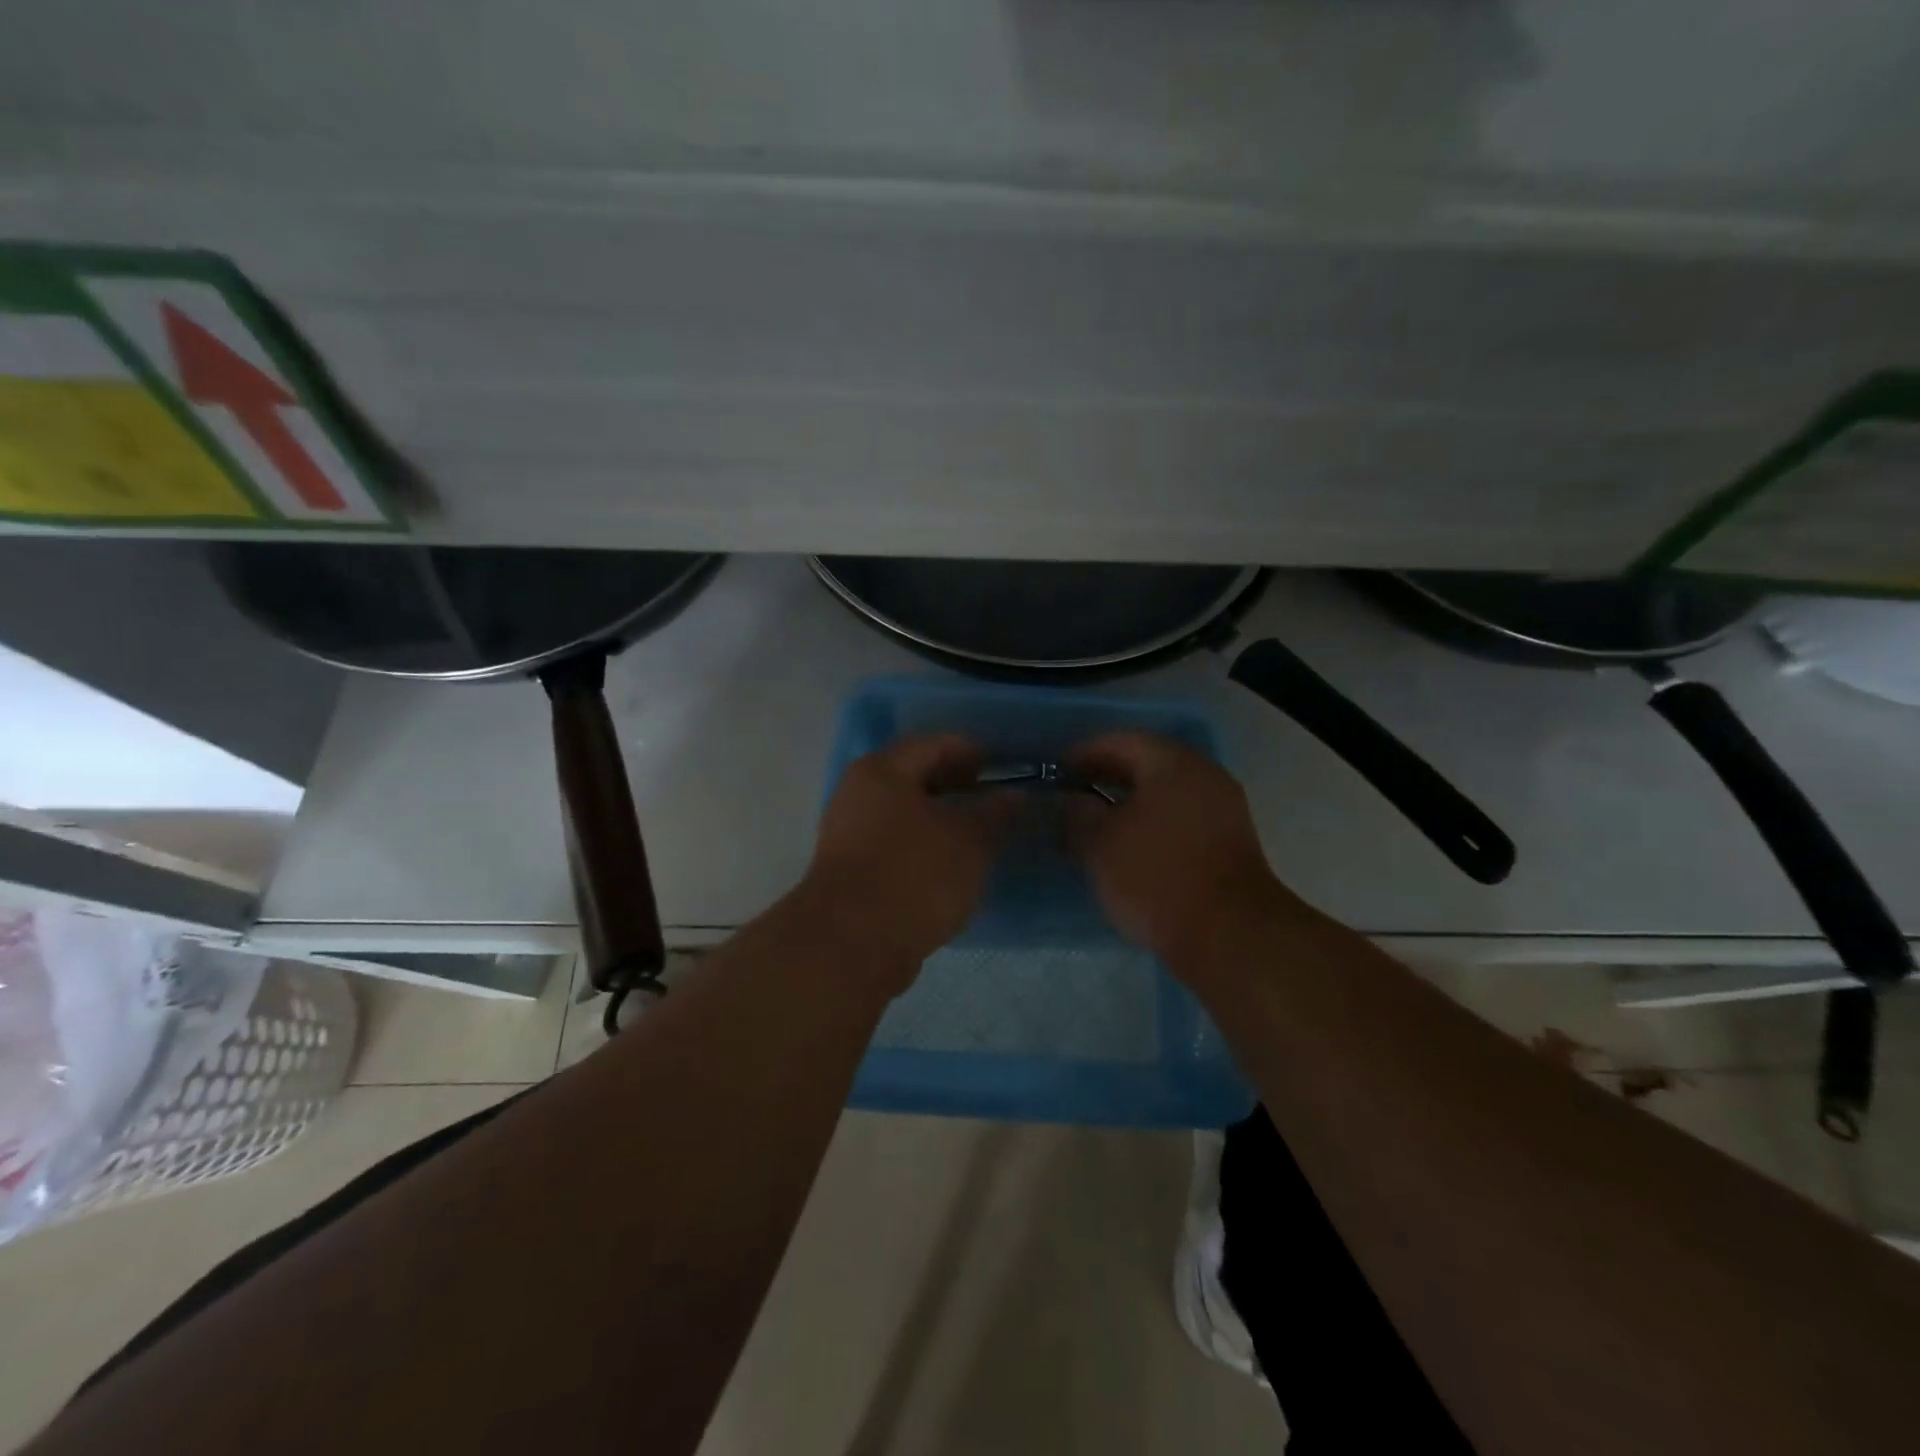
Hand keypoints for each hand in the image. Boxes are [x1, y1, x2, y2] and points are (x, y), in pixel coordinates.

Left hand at [801, 735, 1013, 982]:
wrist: (852, 945)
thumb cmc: (915, 874)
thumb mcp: (969, 840)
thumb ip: (995, 813)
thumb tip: (1013, 796)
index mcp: (882, 771)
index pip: (934, 744)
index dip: (972, 752)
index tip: (1004, 769)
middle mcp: (858, 794)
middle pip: (915, 777)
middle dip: (957, 787)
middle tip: (994, 802)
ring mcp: (848, 834)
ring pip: (905, 814)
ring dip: (941, 820)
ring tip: (979, 837)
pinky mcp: (850, 872)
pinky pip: (895, 845)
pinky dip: (924, 847)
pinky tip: (951, 868)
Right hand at [1065, 732, 1298, 967]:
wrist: (1229, 935)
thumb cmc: (1156, 877)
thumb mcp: (1101, 844)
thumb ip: (1079, 814)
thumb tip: (1072, 800)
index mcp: (1173, 764)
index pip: (1122, 741)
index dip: (1085, 752)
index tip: (1057, 771)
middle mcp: (1204, 776)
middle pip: (1148, 763)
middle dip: (1107, 776)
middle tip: (1072, 795)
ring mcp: (1223, 809)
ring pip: (1166, 793)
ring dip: (1130, 802)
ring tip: (1096, 823)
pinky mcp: (1231, 842)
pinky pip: (1182, 817)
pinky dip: (1152, 822)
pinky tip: (1130, 846)